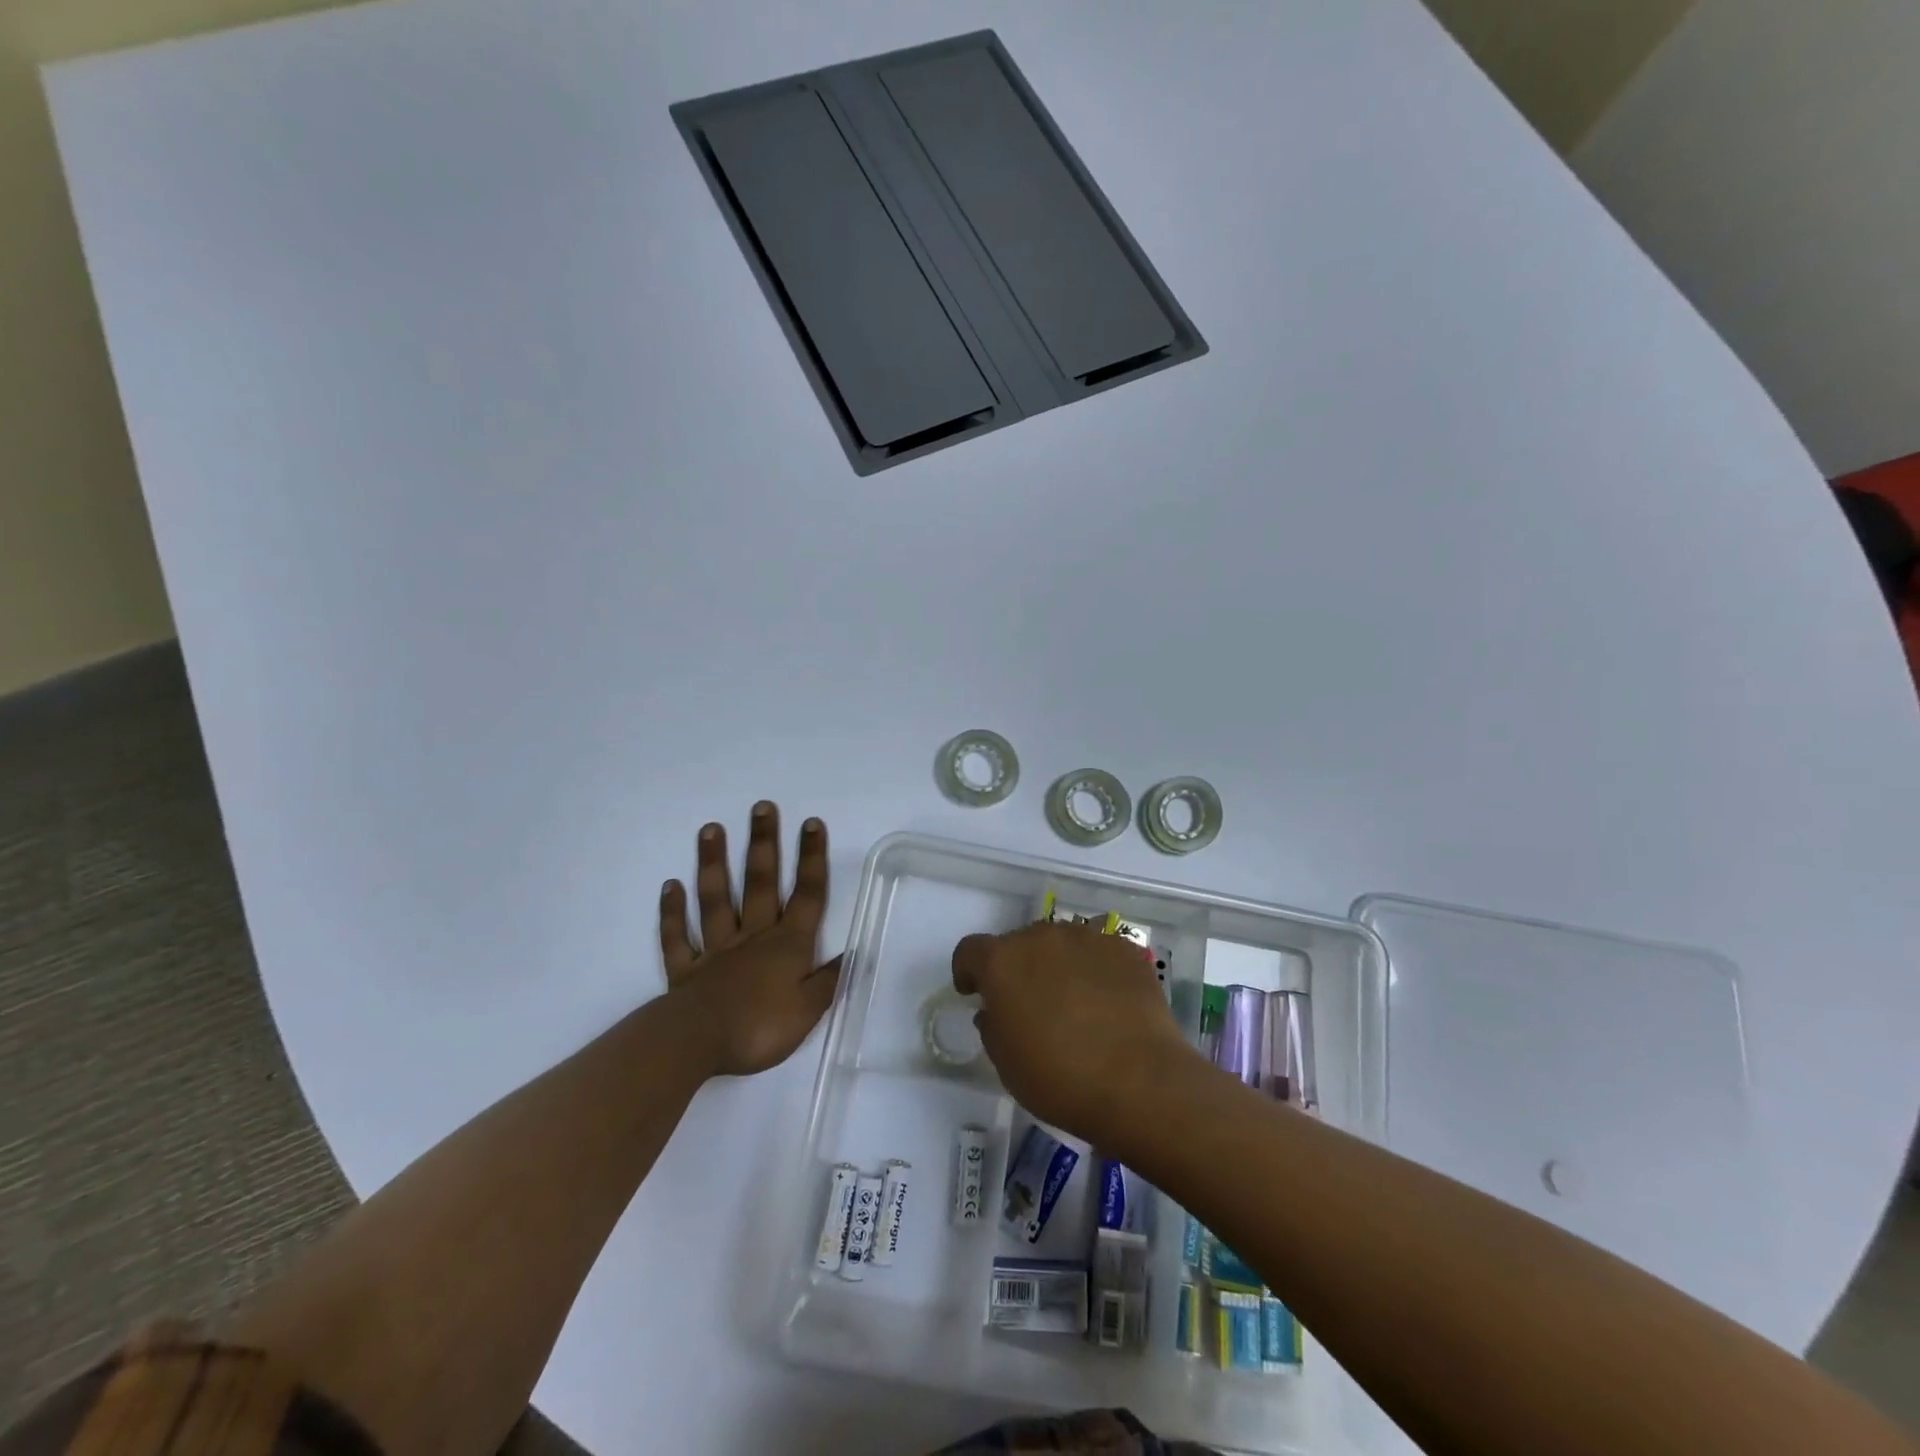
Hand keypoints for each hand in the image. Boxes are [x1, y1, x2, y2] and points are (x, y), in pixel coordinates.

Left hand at [660, 802, 840, 1077]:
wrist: (697, 1043)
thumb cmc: (760, 1026)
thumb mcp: (808, 1009)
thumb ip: (830, 979)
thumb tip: (857, 952)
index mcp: (787, 945)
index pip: (807, 895)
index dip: (811, 859)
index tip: (811, 823)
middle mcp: (753, 937)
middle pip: (760, 884)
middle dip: (763, 844)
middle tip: (760, 807)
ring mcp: (715, 950)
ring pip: (716, 900)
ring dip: (714, 864)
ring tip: (710, 829)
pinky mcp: (686, 970)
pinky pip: (677, 936)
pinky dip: (672, 912)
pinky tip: (670, 886)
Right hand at [952, 922, 1194, 1143]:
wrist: (1138, 1082)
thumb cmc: (1059, 1078)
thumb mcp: (1006, 1063)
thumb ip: (993, 1026)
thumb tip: (996, 1010)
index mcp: (1002, 961)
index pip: (970, 951)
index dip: (968, 971)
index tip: (975, 993)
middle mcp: (1041, 936)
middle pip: (1019, 943)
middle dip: (1019, 968)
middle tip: (1031, 1005)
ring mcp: (1087, 938)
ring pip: (1062, 943)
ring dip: (1059, 965)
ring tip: (1075, 1002)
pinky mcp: (1125, 949)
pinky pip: (1100, 953)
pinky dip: (1097, 970)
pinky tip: (1109, 1002)